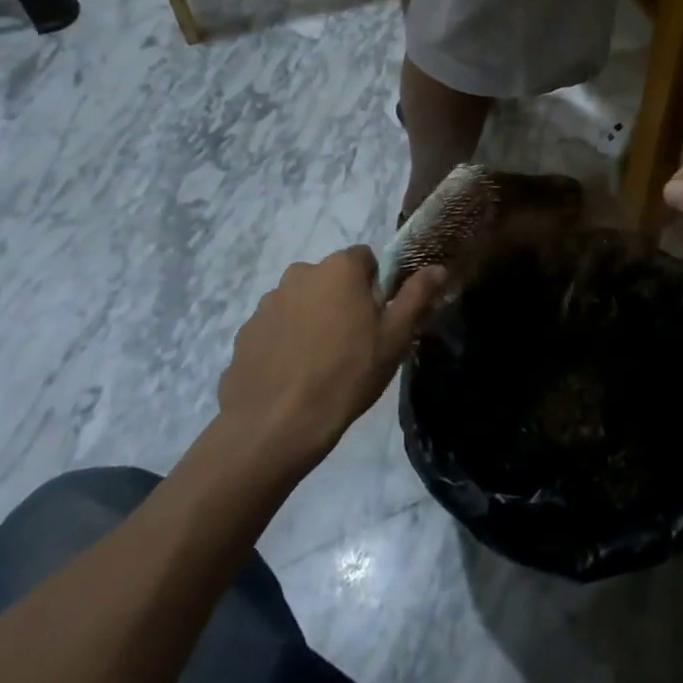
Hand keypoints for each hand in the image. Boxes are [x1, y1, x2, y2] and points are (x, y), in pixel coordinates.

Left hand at [216, 249, 445, 463]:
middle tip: (353, 343)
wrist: (276, 424)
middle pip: (330, 278)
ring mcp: (268, 302)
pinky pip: (276, 327)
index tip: (377, 318)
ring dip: (312, 319)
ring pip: (301, 301)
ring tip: (320, 363)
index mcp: (339, 268)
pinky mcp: (246, 331)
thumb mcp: (395, 338)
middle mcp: (300, 273)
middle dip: (341, 300)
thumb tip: (437, 267)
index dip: (375, 285)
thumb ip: (416, 296)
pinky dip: (286, 341)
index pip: (364, 258)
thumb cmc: (347, 374)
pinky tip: (293, 374)